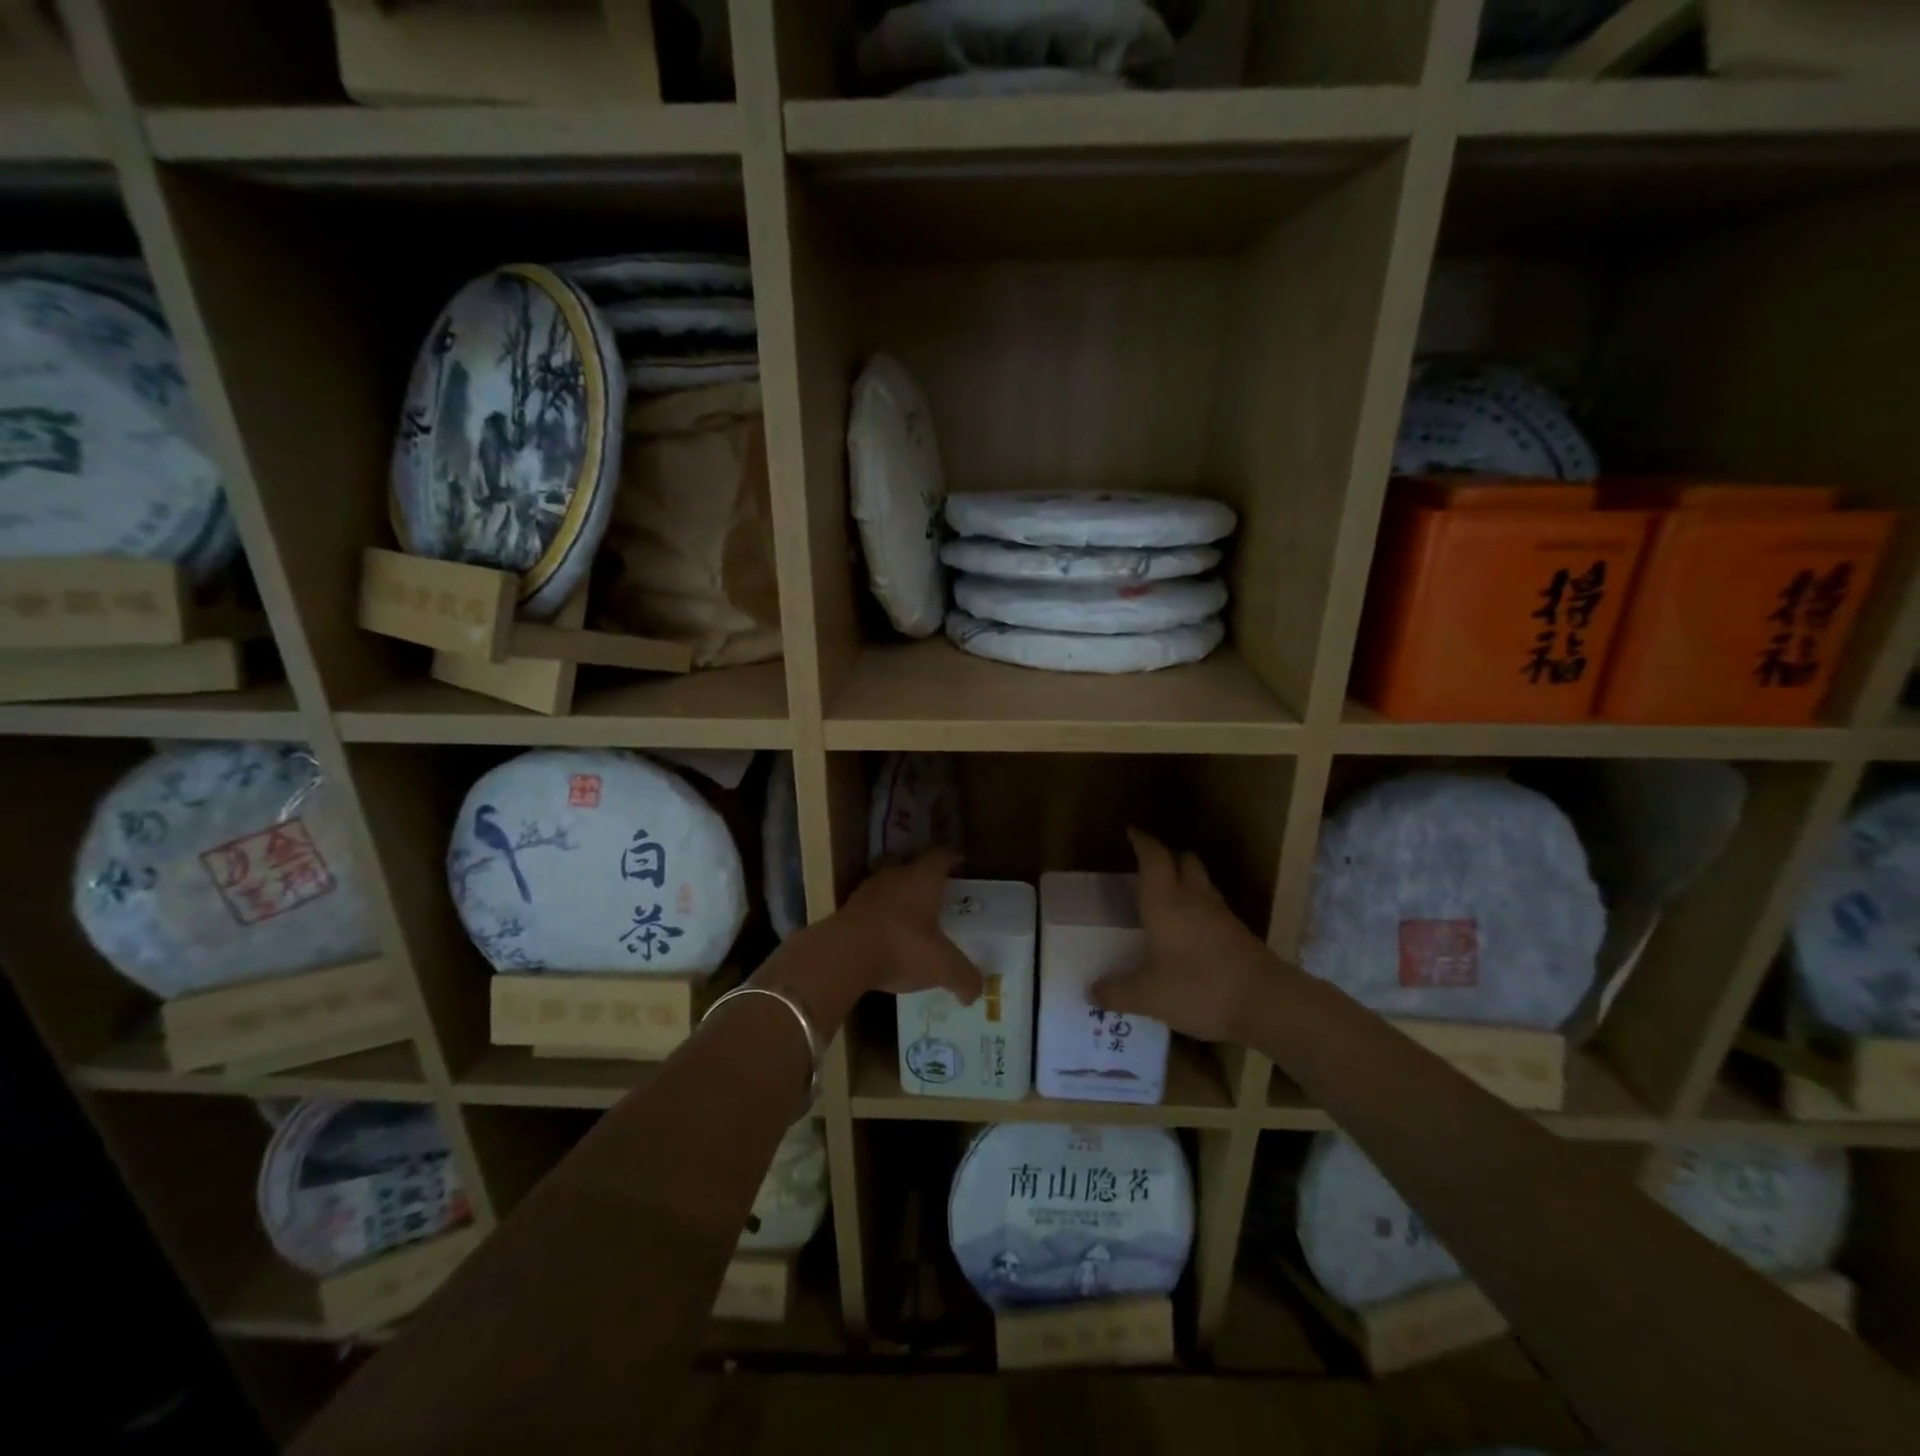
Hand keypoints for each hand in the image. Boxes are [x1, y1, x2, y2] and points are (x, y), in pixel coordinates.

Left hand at [756, 850, 981, 1034]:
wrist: (841, 955)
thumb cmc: (901, 947)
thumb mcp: (941, 966)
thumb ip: (963, 977)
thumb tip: (976, 992)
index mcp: (923, 878)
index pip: (941, 856)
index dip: (953, 859)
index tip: (961, 864)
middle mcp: (895, 876)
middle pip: (914, 868)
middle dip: (926, 880)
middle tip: (940, 897)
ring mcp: (867, 891)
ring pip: (890, 886)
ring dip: (900, 898)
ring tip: (912, 918)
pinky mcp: (847, 910)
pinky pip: (871, 907)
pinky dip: (881, 917)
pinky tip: (886, 937)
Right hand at [1090, 829, 1270, 1042]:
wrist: (1268, 1003)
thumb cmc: (1200, 987)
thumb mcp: (1149, 996)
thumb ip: (1118, 992)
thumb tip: (1092, 991)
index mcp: (1166, 902)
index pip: (1154, 857)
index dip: (1142, 842)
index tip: (1132, 832)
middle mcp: (1194, 899)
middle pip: (1185, 861)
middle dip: (1169, 858)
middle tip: (1151, 866)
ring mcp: (1222, 915)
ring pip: (1202, 883)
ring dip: (1187, 882)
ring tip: (1169, 897)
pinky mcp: (1240, 935)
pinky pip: (1214, 909)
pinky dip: (1200, 910)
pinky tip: (1191, 932)